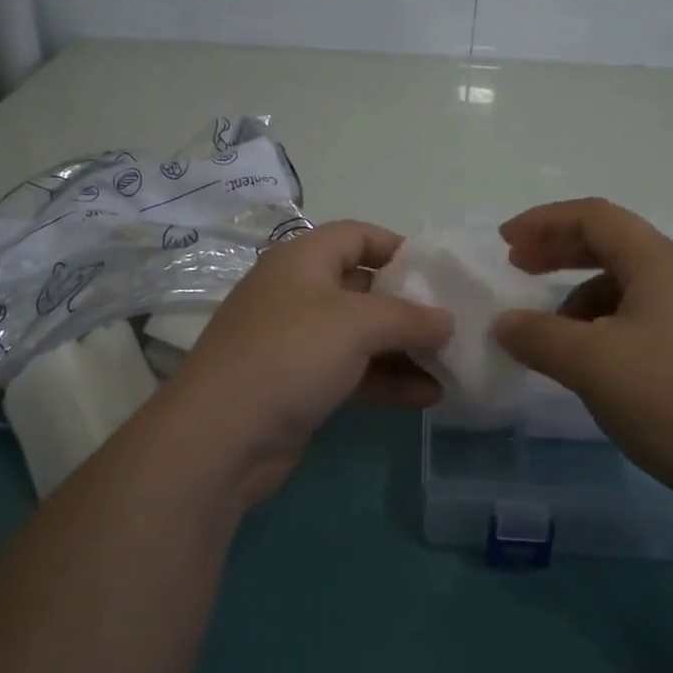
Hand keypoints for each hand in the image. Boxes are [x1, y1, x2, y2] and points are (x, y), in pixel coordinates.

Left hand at [165, 220, 452, 505]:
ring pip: (361, 335)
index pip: (357, 235)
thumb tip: (447, 320)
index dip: (398, 247)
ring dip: (404, 350)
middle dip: (409, 306)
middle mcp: (298, 292)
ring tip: (450, 366)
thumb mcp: (357, 324)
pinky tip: (427, 397)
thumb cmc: (291, 355)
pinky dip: (386, 380)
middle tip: (452, 324)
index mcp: (303, 259)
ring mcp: (297, 340)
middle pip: (364, 287)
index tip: (438, 272)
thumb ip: (409, 317)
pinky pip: (352, 371)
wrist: (221, 436)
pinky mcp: (299, 383)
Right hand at [492, 199, 672, 506]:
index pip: (594, 216)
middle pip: (611, 243)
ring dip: (580, 295)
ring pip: (626, 284)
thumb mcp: (590, 363)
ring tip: (552, 332)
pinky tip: (592, 361)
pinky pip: (642, 317)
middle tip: (519, 267)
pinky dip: (604, 325)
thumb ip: (538, 335)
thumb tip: (505, 323)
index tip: (505, 243)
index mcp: (659, 262)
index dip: (544, 221)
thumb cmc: (670, 400)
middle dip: (559, 251)